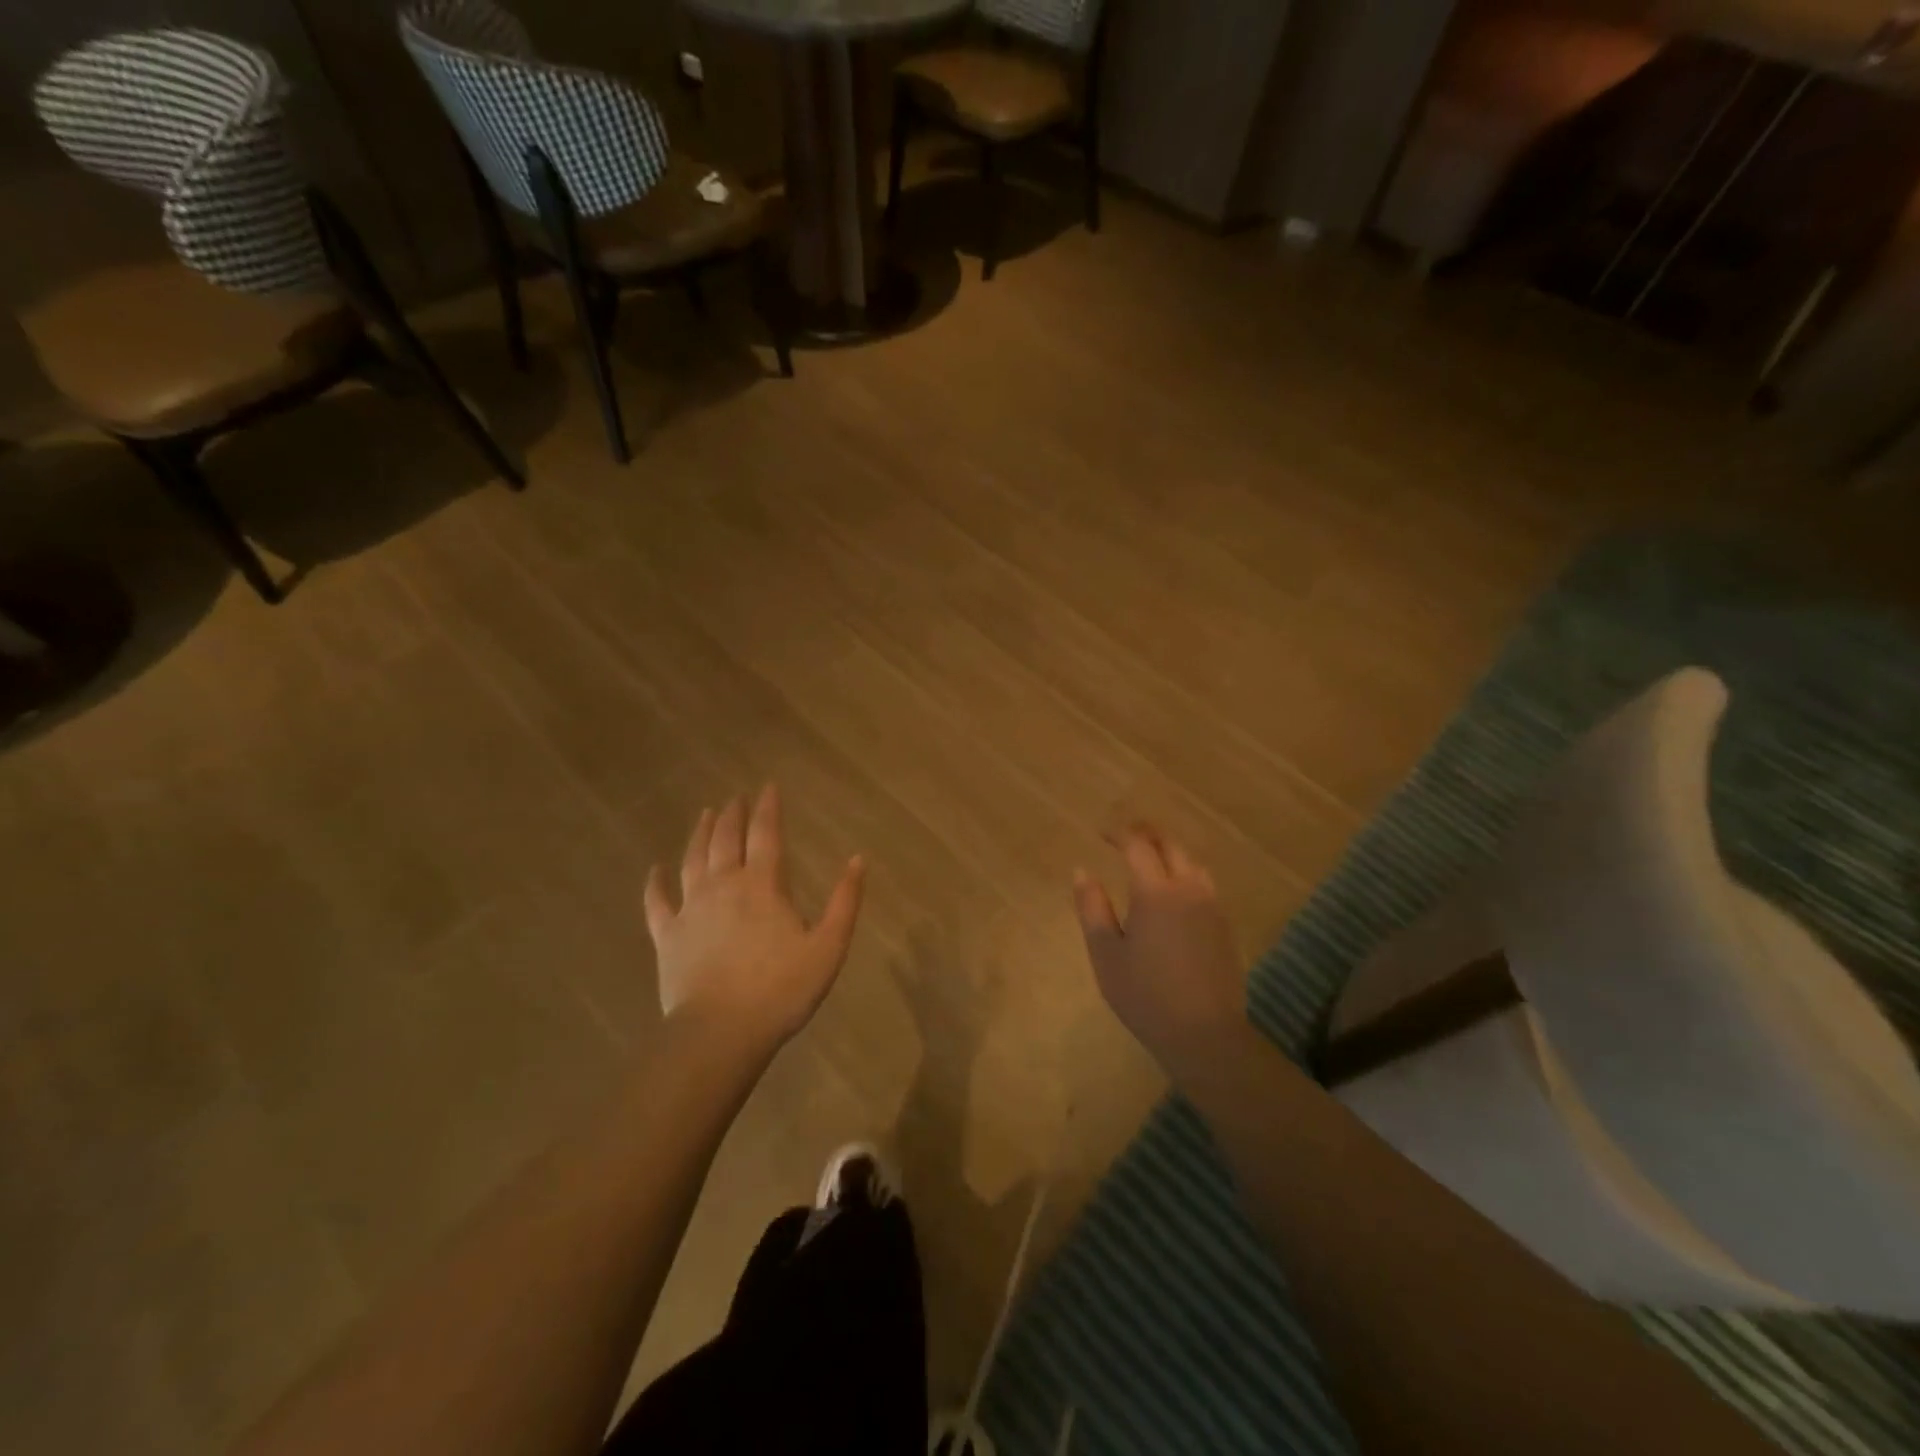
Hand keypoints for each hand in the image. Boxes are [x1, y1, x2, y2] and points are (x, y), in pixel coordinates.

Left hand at [645, 785, 864, 1057]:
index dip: (768, 808)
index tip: (768, 787)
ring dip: (700, 834)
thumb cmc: (781, 989)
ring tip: (705, 814)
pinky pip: (657, 902)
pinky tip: (655, 870)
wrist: (721, 1032)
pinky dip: (655, 883)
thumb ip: (845, 901)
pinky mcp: (667, 935)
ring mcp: (691, 909)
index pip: (766, 834)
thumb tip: (858, 860)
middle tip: (735, 797)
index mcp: (763, 885)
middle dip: (733, 814)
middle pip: (727, 839)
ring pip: (693, 859)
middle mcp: (724, 885)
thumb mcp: (829, 946)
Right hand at [1074, 824, 1246, 1085]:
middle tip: (1126, 834)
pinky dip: (1185, 872)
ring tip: (1151, 857)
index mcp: (1155, 892)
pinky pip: (1204, 883)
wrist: (1204, 1034)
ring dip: (1170, 851)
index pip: (1138, 846)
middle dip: (1147, 833)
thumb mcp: (1106, 954)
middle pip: (1171, 846)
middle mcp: (1188, 889)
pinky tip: (1174, 890)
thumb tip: (1082, 872)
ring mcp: (1211, 906)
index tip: (1102, 833)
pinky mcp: (1224, 925)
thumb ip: (1092, 908)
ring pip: (1192, 862)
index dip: (1119, 834)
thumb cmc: (1146, 995)